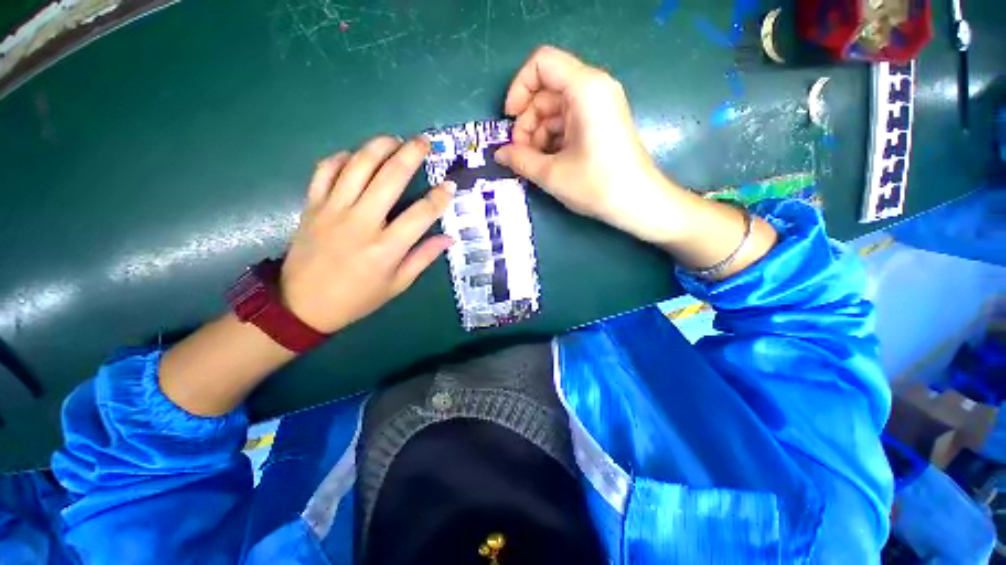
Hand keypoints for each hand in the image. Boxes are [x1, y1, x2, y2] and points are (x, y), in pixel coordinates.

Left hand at [279, 136, 454, 333]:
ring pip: (358, 165)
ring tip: (395, 140)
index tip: (450, 186)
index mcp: (386, 248)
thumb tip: (449, 238)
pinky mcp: (312, 206)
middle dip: (411, 154)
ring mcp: (332, 210)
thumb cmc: (358, 298)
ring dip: (379, 146)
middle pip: (390, 177)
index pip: (421, 214)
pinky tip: (356, 157)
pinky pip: (325, 170)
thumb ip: (424, 258)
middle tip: (425, 142)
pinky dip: (342, 157)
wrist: (303, 305)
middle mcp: (361, 223)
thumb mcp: (397, 284)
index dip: (439, 198)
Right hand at [494, 46, 686, 244]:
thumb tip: (499, 154)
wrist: (638, 203)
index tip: (510, 120)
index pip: (541, 63)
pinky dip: (553, 139)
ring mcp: (599, 106)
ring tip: (533, 163)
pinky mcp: (601, 123)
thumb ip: (520, 160)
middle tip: (519, 153)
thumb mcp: (551, 174)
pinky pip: (568, 122)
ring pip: (555, 109)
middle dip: (527, 121)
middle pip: (547, 90)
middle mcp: (594, 88)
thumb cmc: (596, 185)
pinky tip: (548, 163)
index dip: (519, 88)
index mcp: (585, 88)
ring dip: (538, 134)